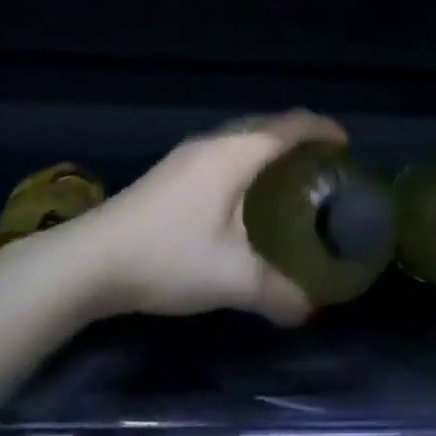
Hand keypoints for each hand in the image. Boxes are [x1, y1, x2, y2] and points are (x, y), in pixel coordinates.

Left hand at [79, 109, 345, 326]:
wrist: (88, 261)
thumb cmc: (168, 256)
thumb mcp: (231, 279)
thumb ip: (278, 293)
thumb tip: (311, 309)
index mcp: (236, 154)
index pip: (291, 126)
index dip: (323, 129)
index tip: (347, 145)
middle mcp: (214, 143)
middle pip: (269, 125)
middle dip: (301, 138)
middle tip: (325, 167)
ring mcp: (188, 155)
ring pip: (243, 137)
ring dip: (271, 148)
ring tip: (292, 179)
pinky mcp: (171, 171)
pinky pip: (225, 151)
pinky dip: (249, 160)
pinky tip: (246, 196)